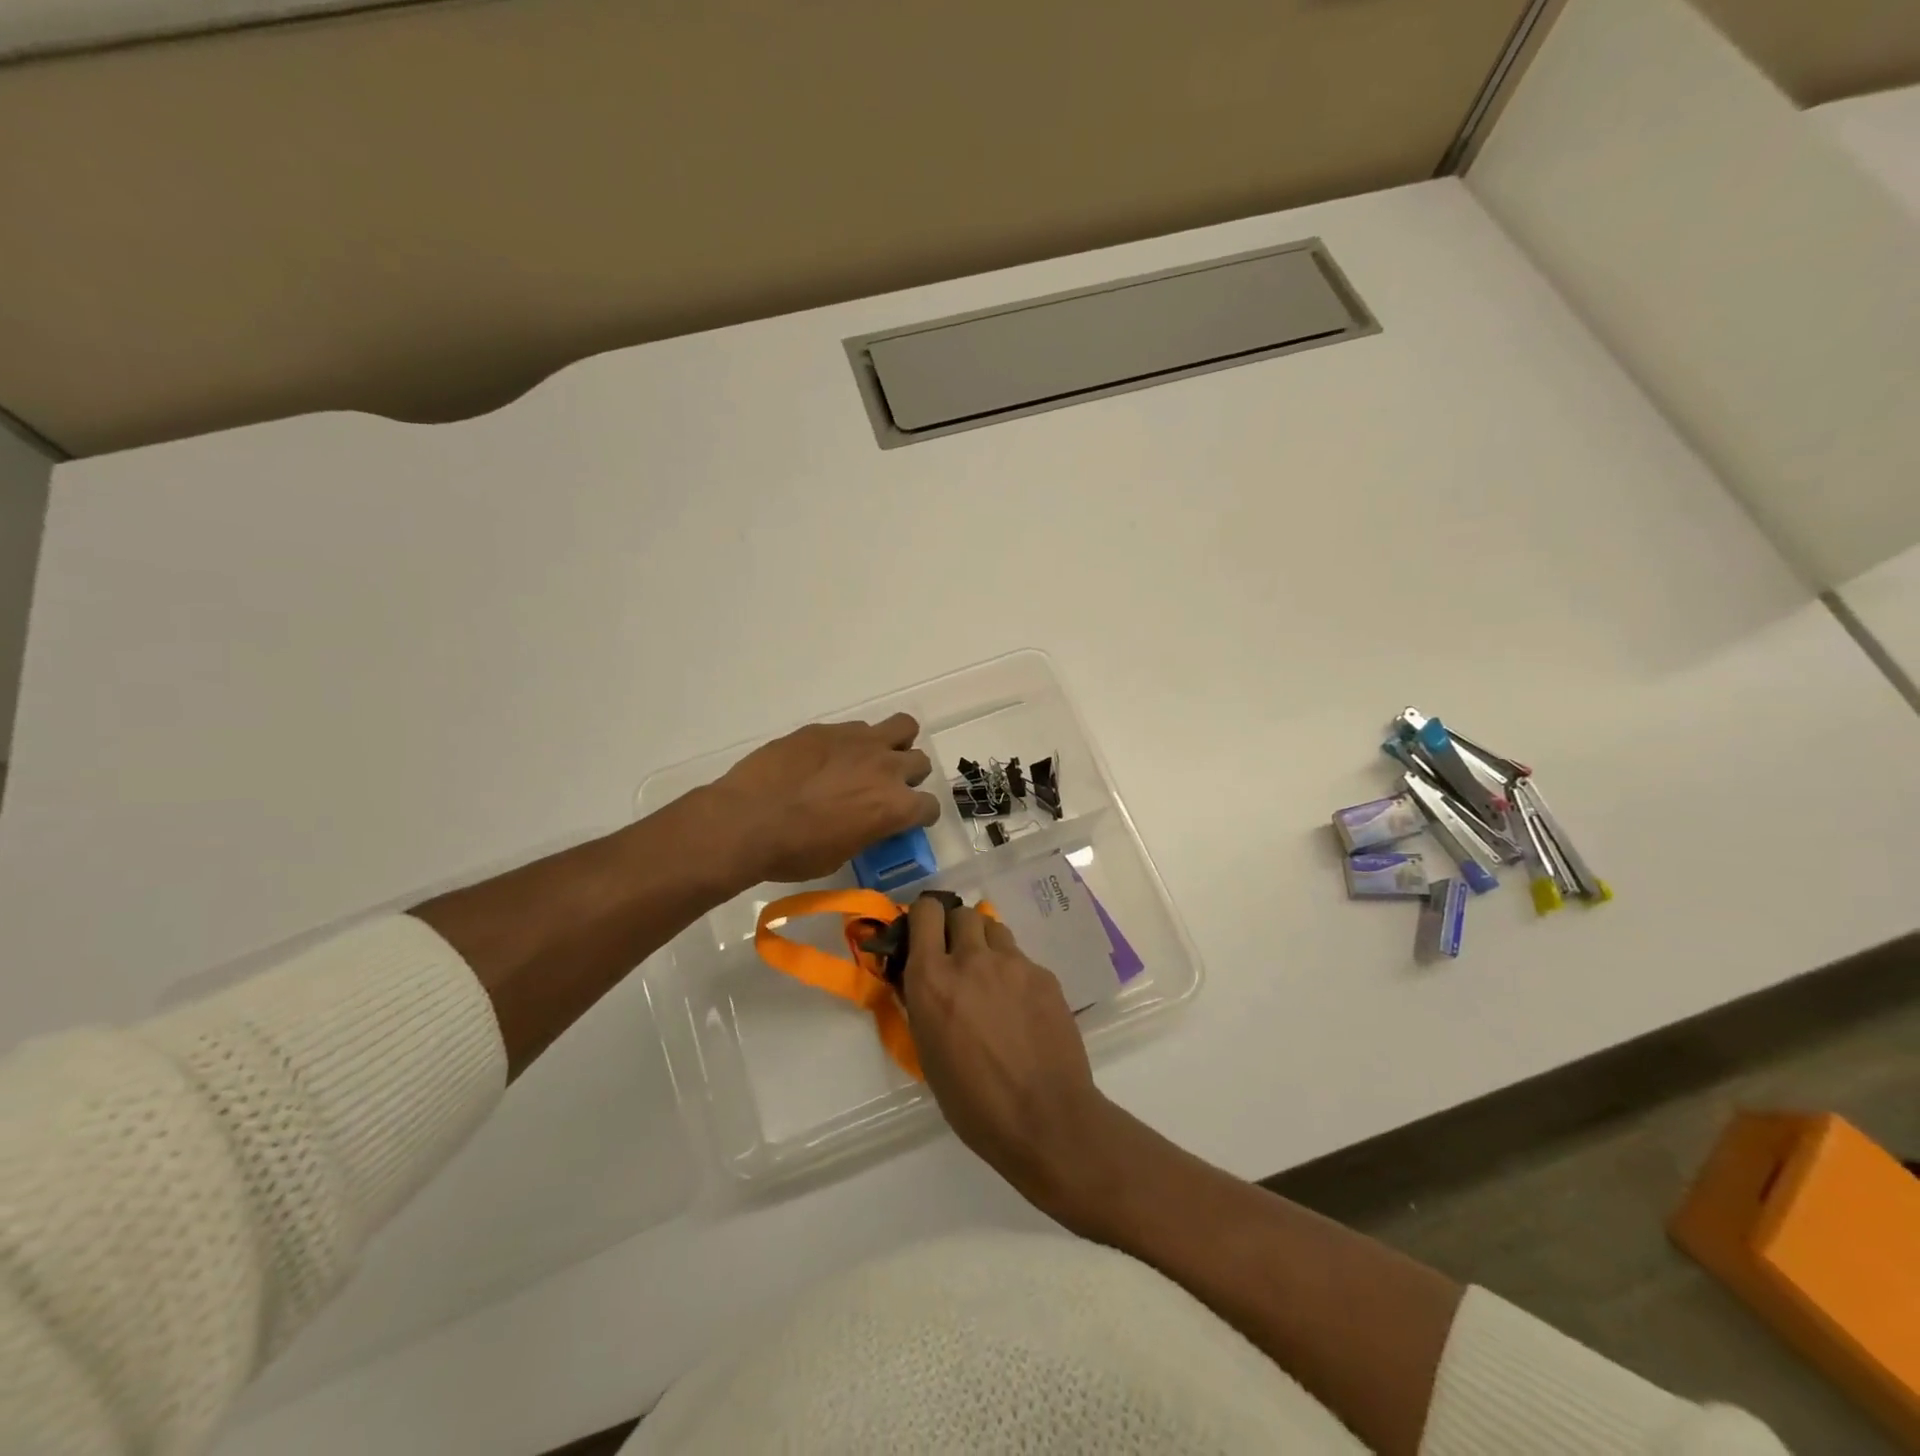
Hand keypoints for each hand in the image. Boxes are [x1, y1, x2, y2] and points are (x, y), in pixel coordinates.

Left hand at [708, 713, 941, 884]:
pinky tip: (829, 758)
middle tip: (884, 789)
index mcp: (895, 807)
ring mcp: (859, 741)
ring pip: (902, 727)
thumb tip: (867, 823)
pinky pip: (858, 728)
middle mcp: (887, 768)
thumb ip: (867, 832)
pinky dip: (854, 742)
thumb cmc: (794, 851)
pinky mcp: (828, 728)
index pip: (930, 806)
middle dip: (909, 777)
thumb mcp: (841, 855)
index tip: (907, 820)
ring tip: (870, 760)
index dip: (920, 816)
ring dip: (894, 745)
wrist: (747, 820)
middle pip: (920, 762)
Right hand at [901, 895, 1120, 1209]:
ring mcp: (1013, 963)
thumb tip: (922, 979)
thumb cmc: (973, 1102)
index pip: (924, 912)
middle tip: (959, 959)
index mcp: (932, 979)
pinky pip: (1022, 959)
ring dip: (986, 945)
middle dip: (957, 930)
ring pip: (994, 929)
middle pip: (962, 914)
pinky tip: (1021, 1008)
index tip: (925, 935)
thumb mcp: (928, 1053)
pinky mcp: (1044, 975)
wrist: (1045, 1119)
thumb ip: (923, 1003)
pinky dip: (1015, 973)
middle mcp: (971, 959)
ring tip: (991, 979)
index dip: (924, 918)